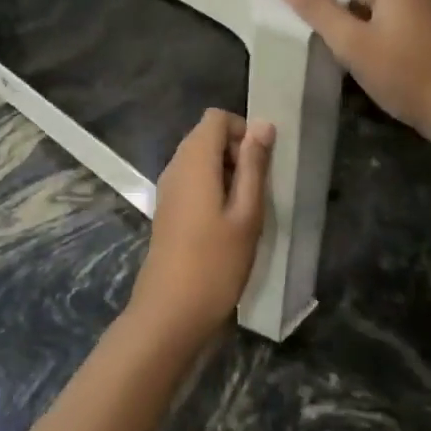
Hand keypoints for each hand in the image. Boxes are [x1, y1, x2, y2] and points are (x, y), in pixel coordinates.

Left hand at [126, 110, 274, 348]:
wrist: (170, 312)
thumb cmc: (216, 262)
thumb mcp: (246, 213)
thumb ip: (253, 165)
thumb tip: (263, 124)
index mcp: (194, 160)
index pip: (216, 117)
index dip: (242, 131)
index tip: (260, 165)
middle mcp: (176, 166)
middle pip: (206, 135)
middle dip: (236, 152)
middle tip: (256, 190)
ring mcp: (168, 188)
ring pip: (199, 159)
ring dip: (226, 172)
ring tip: (245, 210)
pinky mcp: (167, 209)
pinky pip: (191, 180)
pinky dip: (212, 188)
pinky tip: (227, 223)